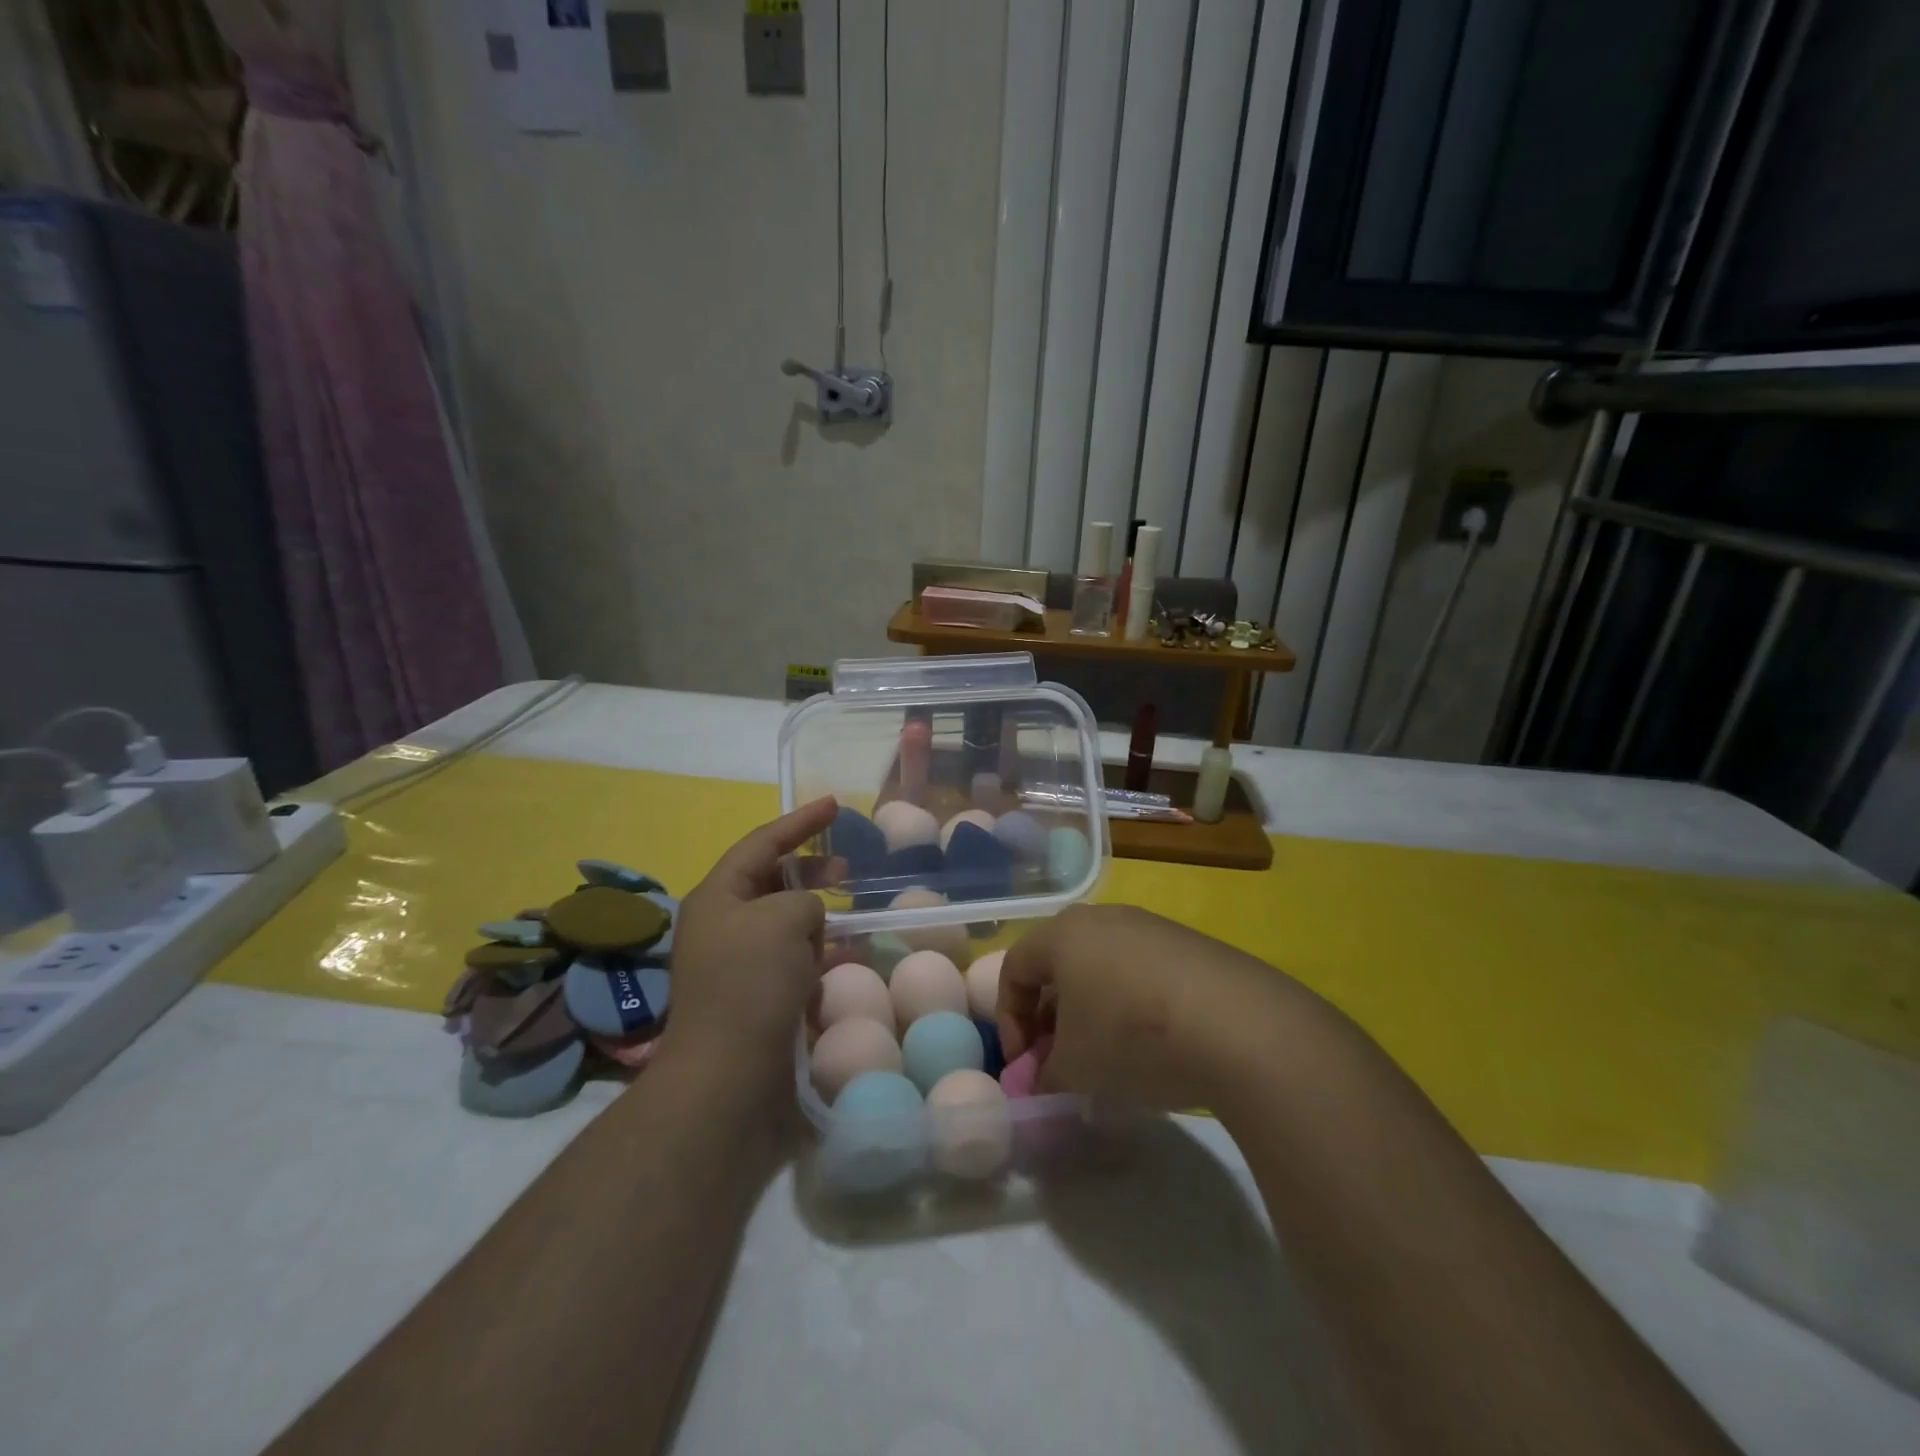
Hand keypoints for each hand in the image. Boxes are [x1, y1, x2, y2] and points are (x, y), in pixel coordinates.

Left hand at [663, 797, 837, 1084]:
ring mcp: (738, 963)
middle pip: (772, 881)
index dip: (800, 821)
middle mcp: (723, 924)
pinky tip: (845, 959)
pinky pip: (792, 960)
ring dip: (818, 919)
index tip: (835, 805)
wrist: (728, 1074)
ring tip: (850, 921)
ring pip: (786, 923)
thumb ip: (805, 900)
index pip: (762, 843)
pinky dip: (818, 954)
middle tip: (847, 869)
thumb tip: (808, 920)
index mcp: (718, 896)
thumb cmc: (751, 982)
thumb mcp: (785, 918)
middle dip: (811, 872)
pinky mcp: (756, 996)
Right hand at [996, 904, 1320, 1109]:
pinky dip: (1131, 1004)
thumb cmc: (1132, 1037)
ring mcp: (1150, 926)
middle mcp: (1102, 918)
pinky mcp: (1190, 945)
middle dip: (1050, 1016)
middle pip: (1058, 964)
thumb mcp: (1075, 1069)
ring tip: (1107, 1057)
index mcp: (1063, 934)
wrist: (1238, 1025)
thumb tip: (1037, 1082)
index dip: (1009, 1020)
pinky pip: (1142, 971)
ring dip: (1091, 1011)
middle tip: (1061, 1060)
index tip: (1025, 1065)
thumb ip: (1043, 1076)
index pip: (1013, 969)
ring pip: (1101, 967)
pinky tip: (1154, 1044)